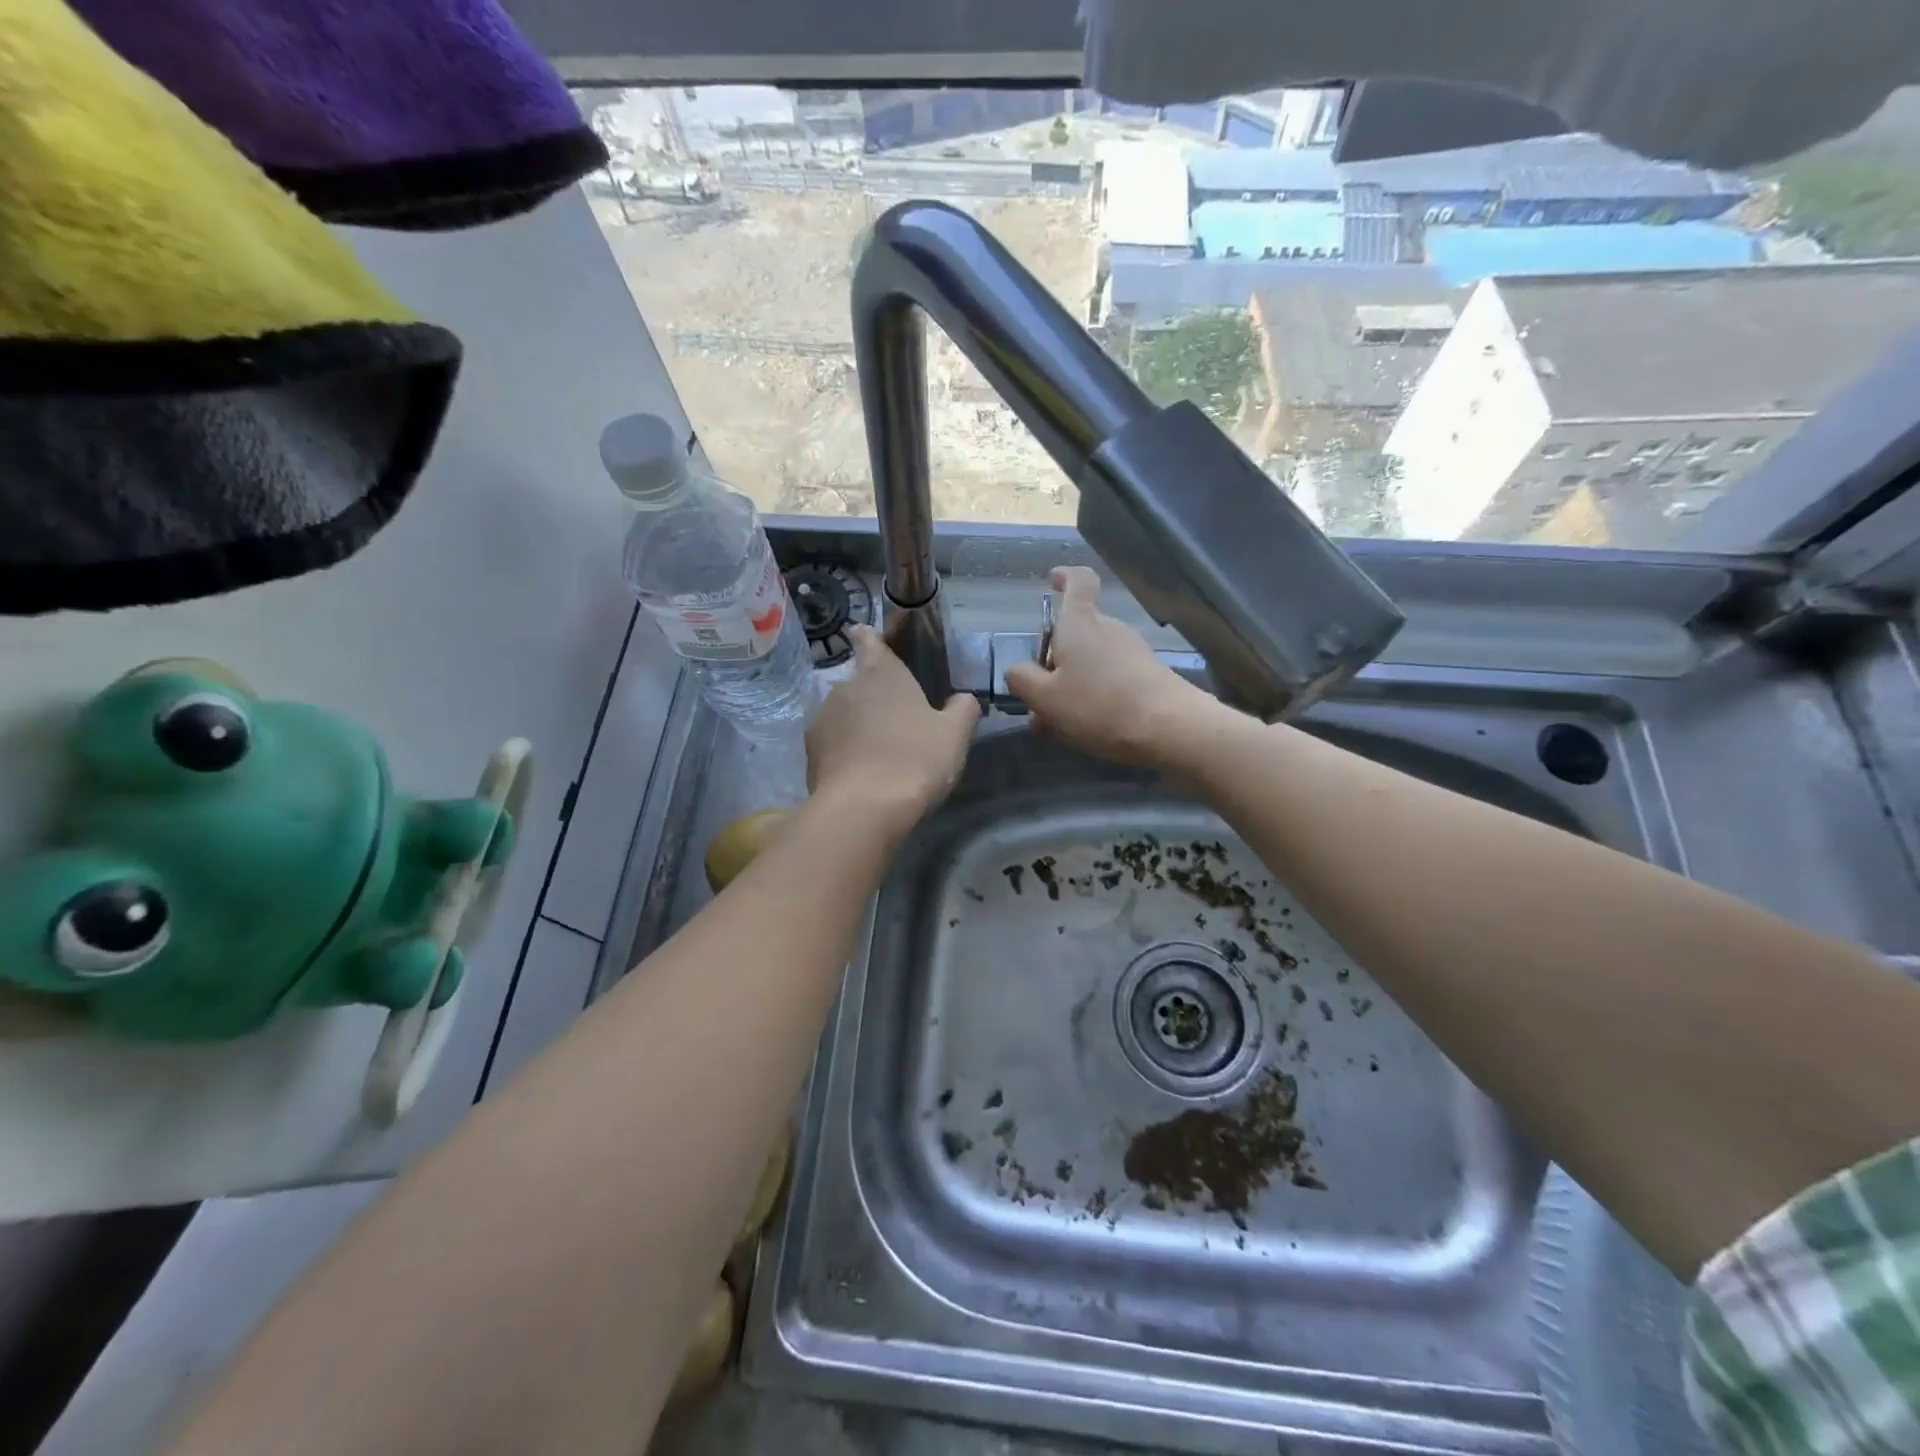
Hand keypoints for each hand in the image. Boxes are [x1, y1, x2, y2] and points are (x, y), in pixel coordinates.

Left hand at [806, 625, 979, 833]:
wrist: (863, 809)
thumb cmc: (915, 760)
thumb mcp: (954, 735)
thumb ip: (963, 710)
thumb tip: (964, 699)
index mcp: (880, 673)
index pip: (868, 640)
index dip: (868, 637)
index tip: (866, 636)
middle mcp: (844, 687)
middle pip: (857, 682)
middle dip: (872, 696)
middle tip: (896, 719)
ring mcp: (821, 719)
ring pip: (842, 714)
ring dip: (856, 725)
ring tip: (878, 752)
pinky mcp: (809, 753)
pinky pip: (831, 744)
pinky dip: (844, 752)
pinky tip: (861, 773)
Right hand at [1003, 567, 1214, 766]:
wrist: (1168, 728)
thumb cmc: (1098, 705)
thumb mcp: (1045, 698)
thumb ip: (1023, 680)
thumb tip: (1017, 670)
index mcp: (1080, 624)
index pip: (1079, 582)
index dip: (1065, 577)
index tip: (1052, 581)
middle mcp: (1108, 628)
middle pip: (1076, 632)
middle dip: (1053, 662)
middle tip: (1036, 701)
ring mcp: (1132, 651)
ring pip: (1090, 661)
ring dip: (1070, 686)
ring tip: (1056, 725)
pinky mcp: (1148, 675)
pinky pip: (1110, 678)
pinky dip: (1093, 696)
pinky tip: (1086, 729)